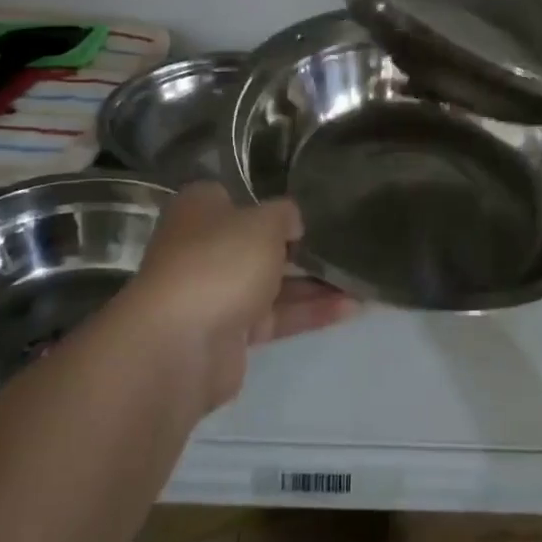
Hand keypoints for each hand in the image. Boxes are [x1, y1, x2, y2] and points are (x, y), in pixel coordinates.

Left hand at [116, 183, 357, 410]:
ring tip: (360, 279)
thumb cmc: (221, 261)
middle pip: (257, 243)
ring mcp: (215, 292)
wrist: (181, 344)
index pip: (237, 197)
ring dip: (313, 283)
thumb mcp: (264, 221)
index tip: (308, 208)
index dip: (270, 202)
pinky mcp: (230, 333)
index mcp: (200, 209)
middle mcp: (203, 247)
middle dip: (298, 246)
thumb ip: (285, 214)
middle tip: (342, 243)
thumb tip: (291, 223)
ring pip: (271, 282)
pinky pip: (276, 316)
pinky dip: (309, 312)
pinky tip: (351, 308)